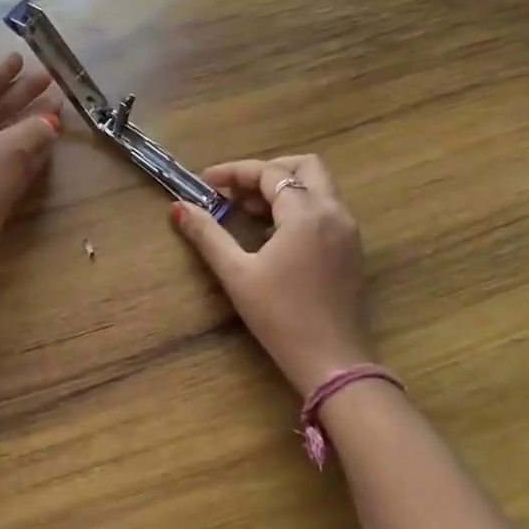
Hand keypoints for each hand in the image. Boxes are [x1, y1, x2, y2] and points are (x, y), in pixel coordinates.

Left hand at [0, 52, 61, 291]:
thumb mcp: (6, 150)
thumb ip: (33, 131)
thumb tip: (52, 121)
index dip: (2, 72)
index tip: (22, 58)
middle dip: (22, 95)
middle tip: (51, 81)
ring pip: (3, 136)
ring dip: (29, 124)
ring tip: (59, 110)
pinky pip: (8, 162)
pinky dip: (28, 152)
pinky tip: (49, 146)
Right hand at [169, 154, 373, 397]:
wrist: (332, 361)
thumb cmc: (280, 317)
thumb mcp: (236, 274)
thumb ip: (207, 235)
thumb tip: (177, 208)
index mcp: (307, 213)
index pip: (269, 173)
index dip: (234, 172)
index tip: (204, 183)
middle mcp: (334, 213)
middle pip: (305, 167)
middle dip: (266, 171)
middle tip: (234, 192)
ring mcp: (348, 231)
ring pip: (318, 188)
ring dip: (282, 189)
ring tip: (247, 212)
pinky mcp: (351, 250)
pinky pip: (325, 211)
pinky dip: (298, 208)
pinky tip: (272, 235)